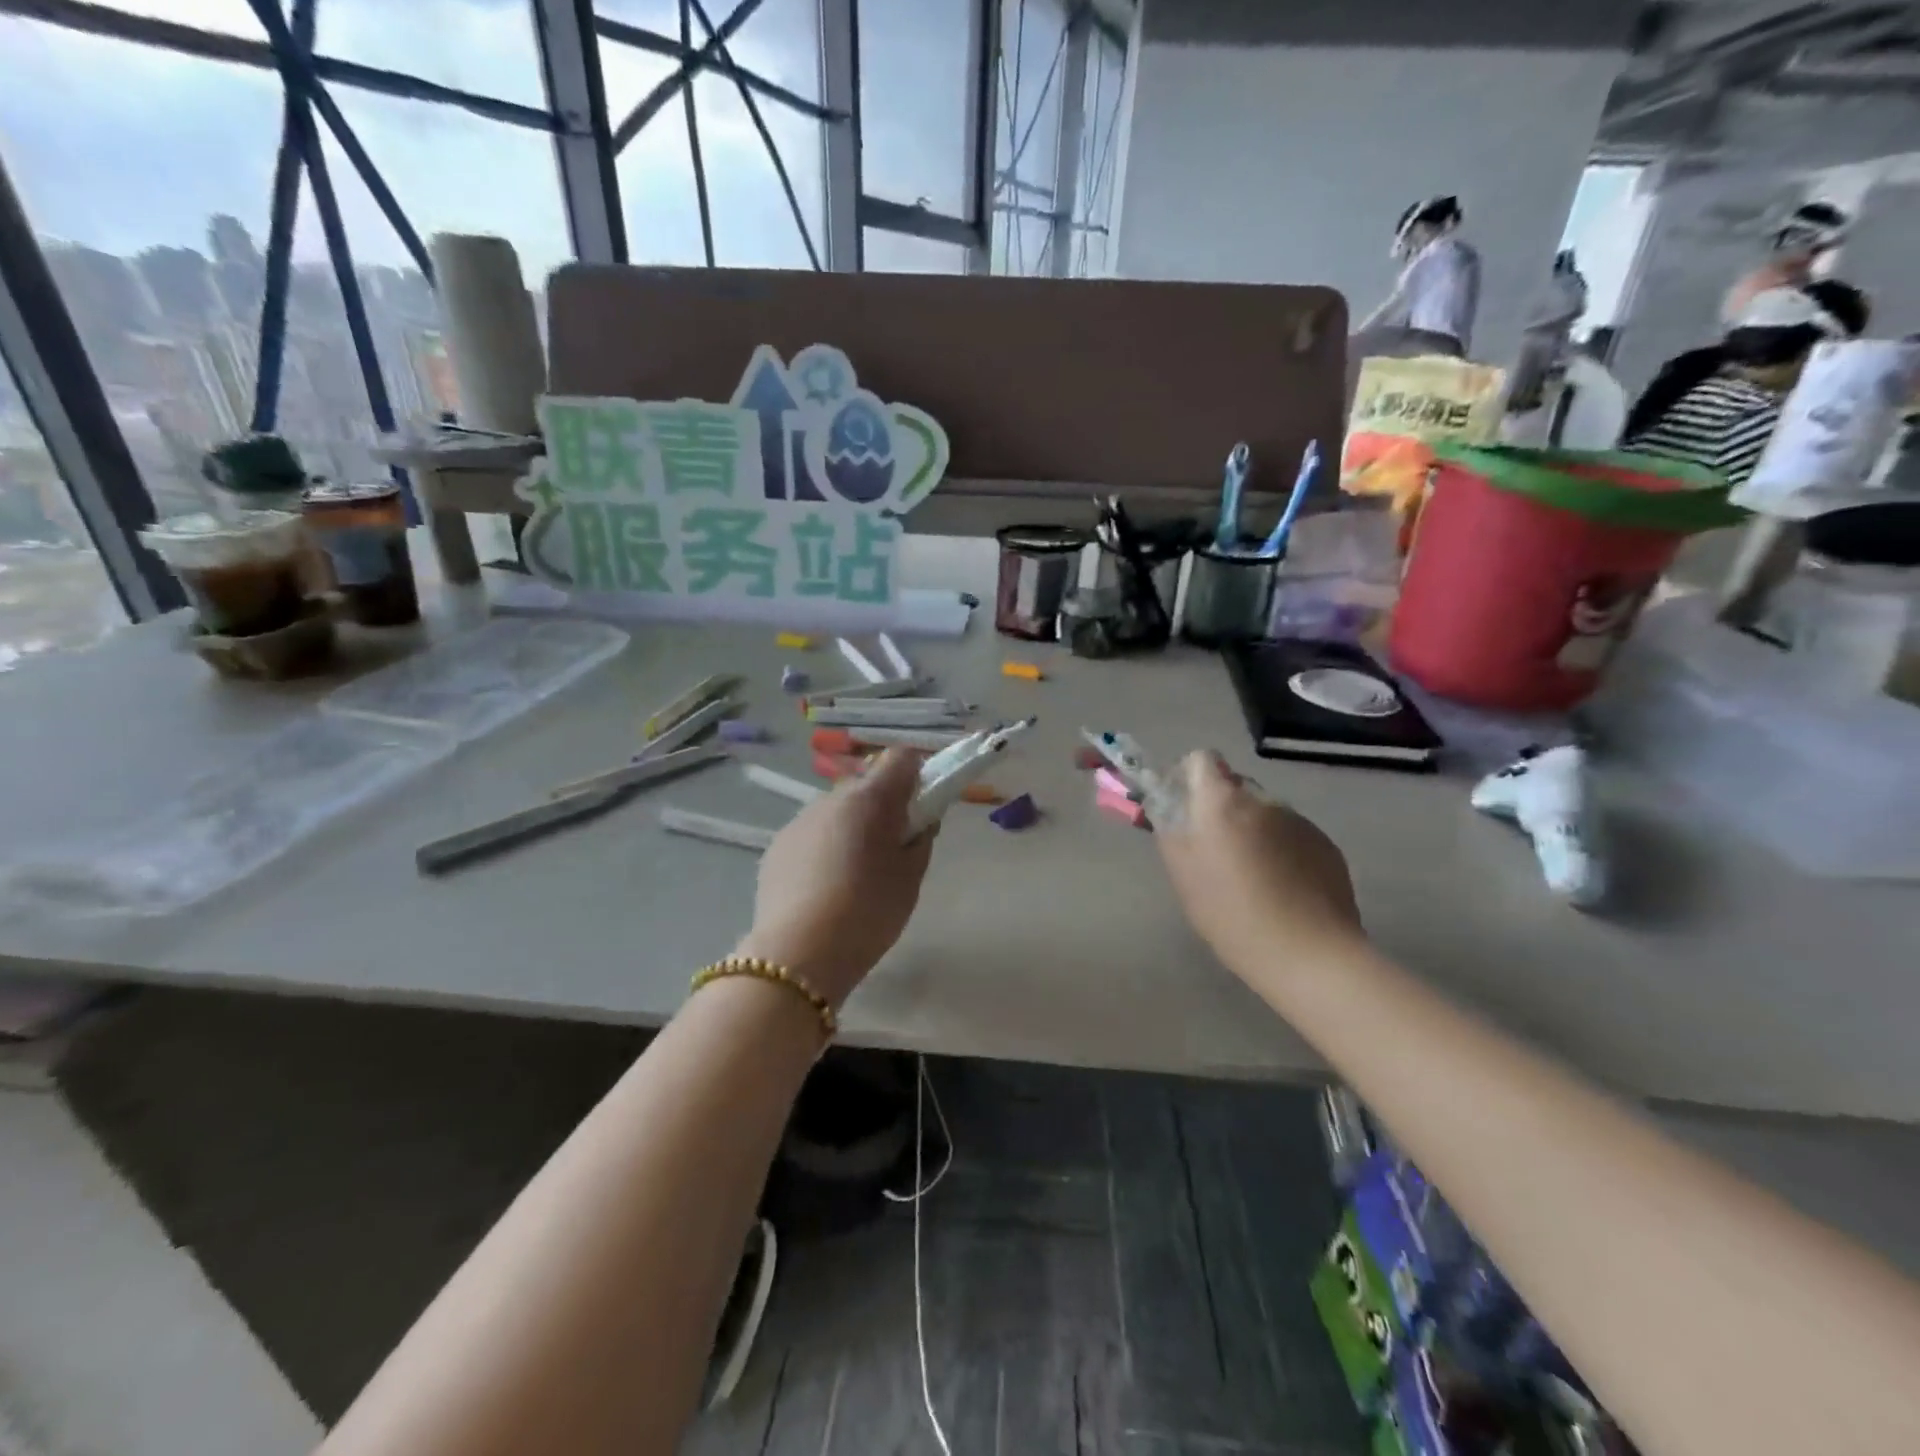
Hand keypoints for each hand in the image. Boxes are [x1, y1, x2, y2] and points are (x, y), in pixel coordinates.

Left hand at [733, 748, 934, 1008]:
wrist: (799, 953)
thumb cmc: (869, 911)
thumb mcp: (911, 876)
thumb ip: (920, 837)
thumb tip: (919, 820)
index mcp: (871, 798)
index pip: (901, 758)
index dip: (916, 775)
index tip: (921, 806)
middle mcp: (831, 798)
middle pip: (866, 785)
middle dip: (883, 806)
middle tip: (892, 847)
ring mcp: (799, 820)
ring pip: (836, 811)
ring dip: (851, 827)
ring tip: (854, 875)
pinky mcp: (777, 846)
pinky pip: (811, 835)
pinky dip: (824, 848)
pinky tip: (825, 888)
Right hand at [1155, 751, 1363, 977]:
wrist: (1309, 953)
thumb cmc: (1231, 914)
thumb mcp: (1182, 874)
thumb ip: (1170, 829)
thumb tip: (1168, 805)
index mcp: (1222, 802)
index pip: (1201, 759)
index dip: (1188, 777)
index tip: (1184, 808)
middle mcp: (1263, 800)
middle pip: (1234, 787)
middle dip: (1221, 809)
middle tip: (1215, 852)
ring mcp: (1299, 821)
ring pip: (1264, 813)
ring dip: (1253, 831)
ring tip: (1253, 878)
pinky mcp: (1326, 844)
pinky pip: (1292, 835)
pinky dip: (1282, 850)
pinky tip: (1282, 889)